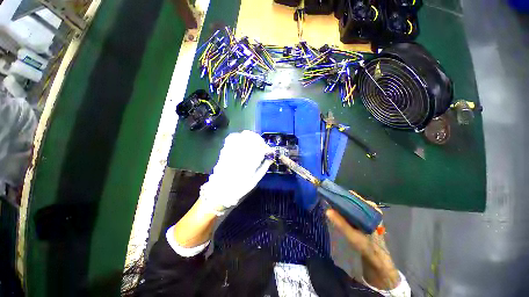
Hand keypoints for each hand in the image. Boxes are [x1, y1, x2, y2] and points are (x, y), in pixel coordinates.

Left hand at [199, 130, 272, 214]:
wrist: (220, 190)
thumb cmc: (239, 188)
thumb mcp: (254, 181)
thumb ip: (263, 168)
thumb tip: (270, 158)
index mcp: (249, 164)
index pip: (260, 149)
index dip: (266, 148)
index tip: (269, 151)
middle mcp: (240, 155)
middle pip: (252, 139)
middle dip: (259, 140)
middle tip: (262, 145)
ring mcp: (231, 152)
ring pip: (242, 137)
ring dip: (251, 137)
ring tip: (254, 142)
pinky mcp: (225, 151)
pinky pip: (232, 138)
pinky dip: (239, 137)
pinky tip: (243, 140)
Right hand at [325, 202, 399, 289]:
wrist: (378, 260)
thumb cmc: (367, 247)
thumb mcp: (353, 236)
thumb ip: (341, 223)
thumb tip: (327, 210)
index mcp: (372, 209)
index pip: (354, 197)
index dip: (341, 196)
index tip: (330, 195)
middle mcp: (370, 209)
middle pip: (352, 200)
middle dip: (340, 200)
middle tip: (329, 201)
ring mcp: (368, 213)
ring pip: (351, 205)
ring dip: (342, 205)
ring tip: (331, 205)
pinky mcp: (364, 219)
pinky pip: (353, 210)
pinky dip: (345, 211)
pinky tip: (338, 213)